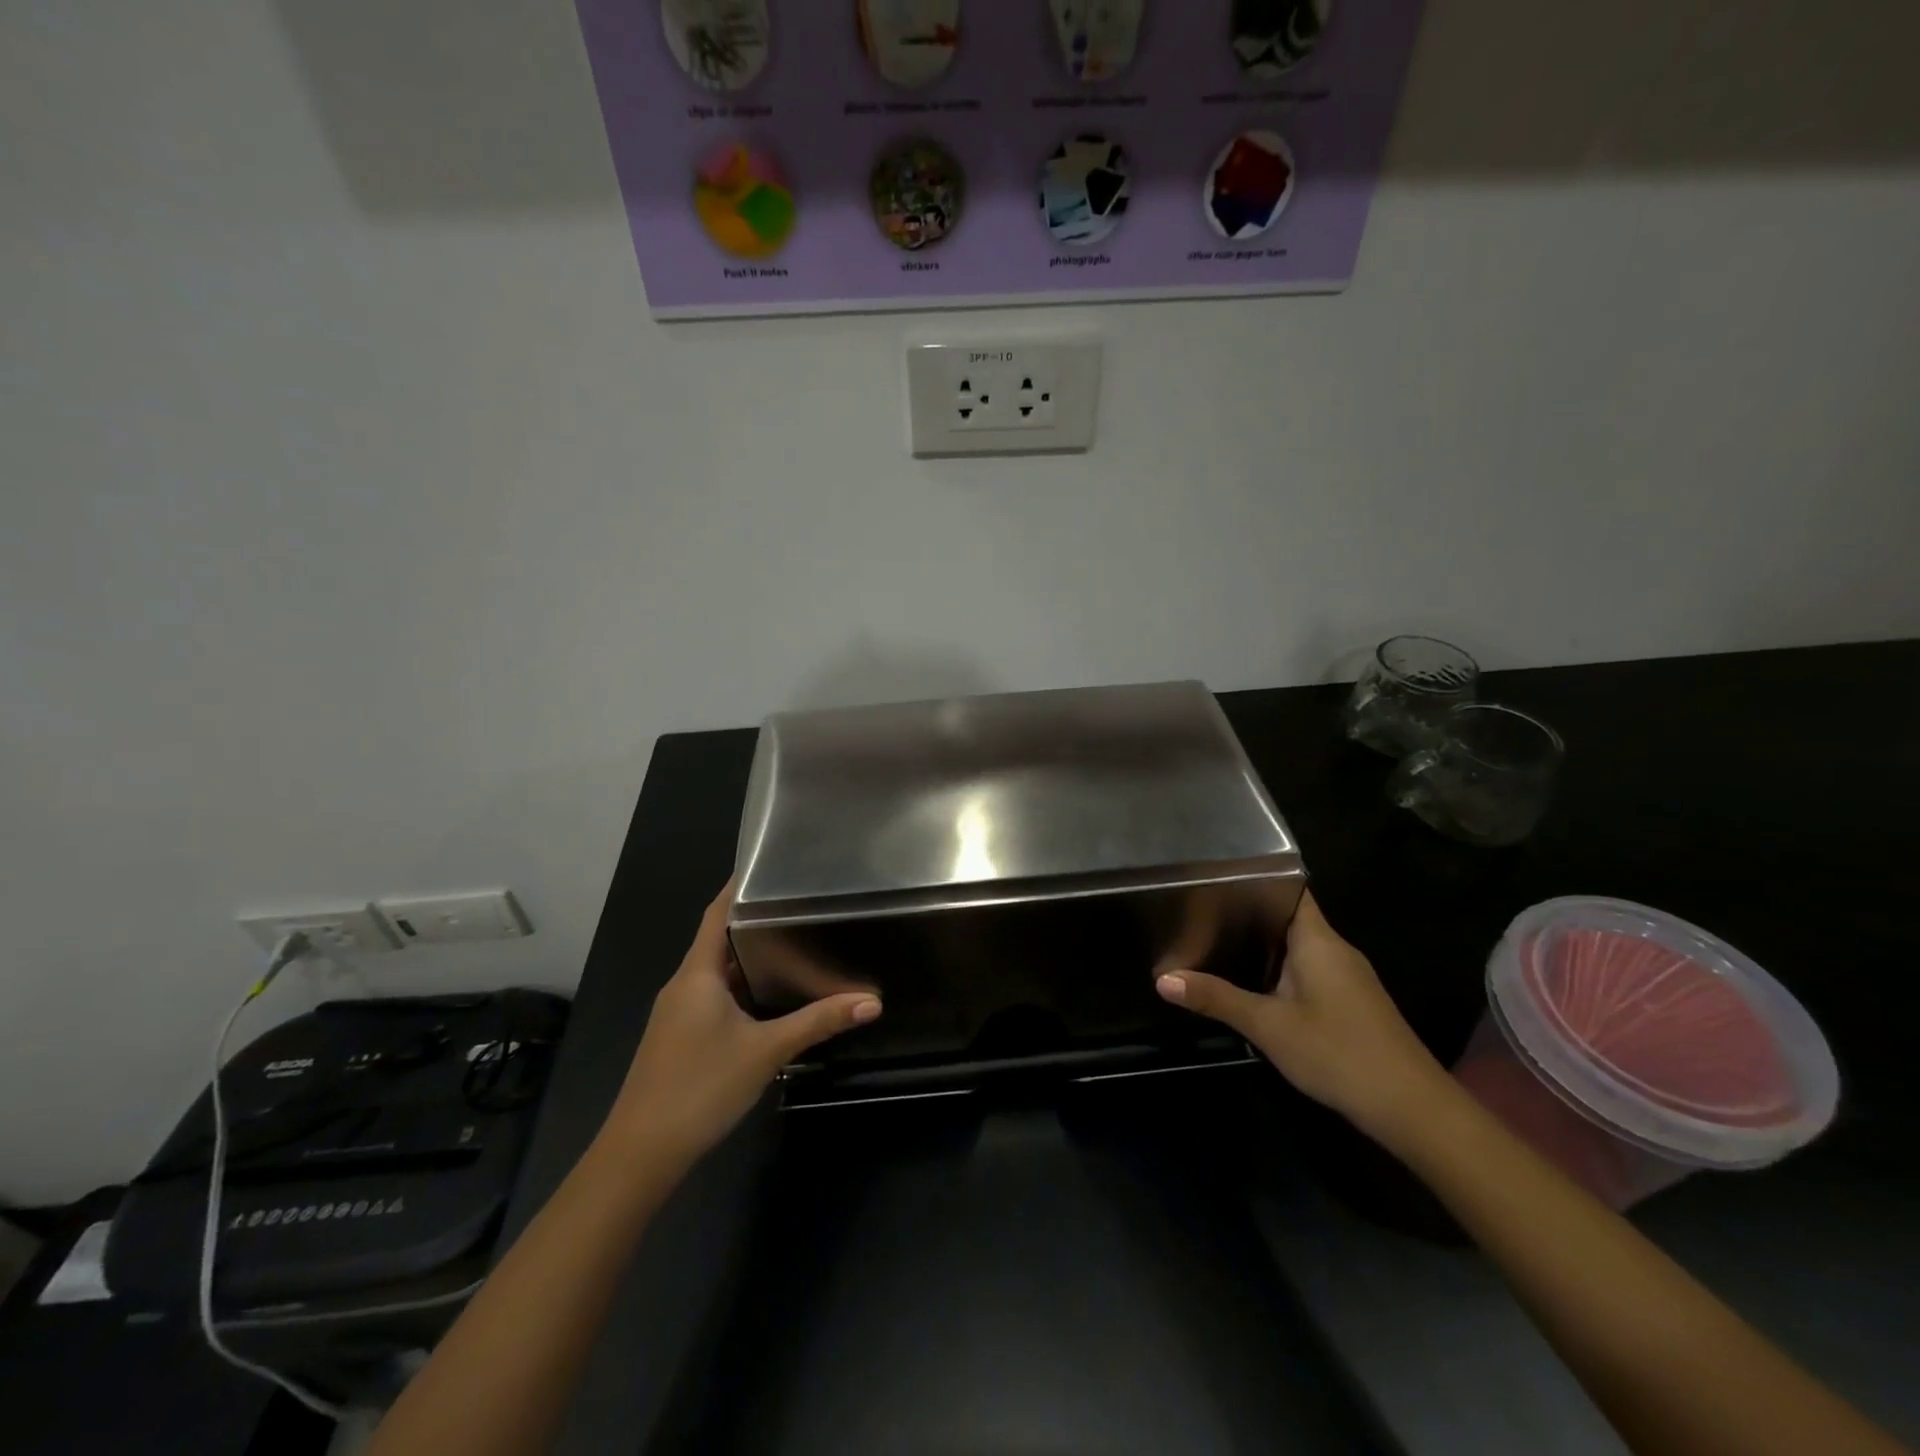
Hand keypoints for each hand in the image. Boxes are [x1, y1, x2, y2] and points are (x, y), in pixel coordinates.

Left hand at [604, 884, 880, 1168]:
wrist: (640, 1154)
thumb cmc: (700, 1087)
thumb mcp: (766, 1051)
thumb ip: (818, 1022)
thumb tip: (872, 1002)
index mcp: (697, 973)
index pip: (718, 913)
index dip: (740, 886)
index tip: (771, 864)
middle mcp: (684, 985)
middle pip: (720, 939)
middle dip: (757, 921)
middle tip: (801, 903)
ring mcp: (679, 1013)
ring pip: (719, 972)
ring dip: (752, 957)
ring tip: (796, 941)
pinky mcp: (681, 1037)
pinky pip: (715, 997)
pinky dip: (743, 987)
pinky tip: (772, 996)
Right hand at [1155, 890, 1446, 1139]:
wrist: (1413, 1109)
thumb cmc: (1338, 1052)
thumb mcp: (1268, 1026)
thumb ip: (1216, 999)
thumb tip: (1162, 979)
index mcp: (1318, 940)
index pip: (1288, 888)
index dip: (1254, 879)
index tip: (1213, 877)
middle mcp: (1335, 949)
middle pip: (1288, 917)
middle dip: (1247, 914)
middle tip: (1198, 911)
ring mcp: (1347, 977)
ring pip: (1298, 946)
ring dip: (1262, 945)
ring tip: (1213, 940)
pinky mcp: (1351, 1002)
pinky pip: (1308, 970)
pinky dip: (1279, 969)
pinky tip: (1252, 983)